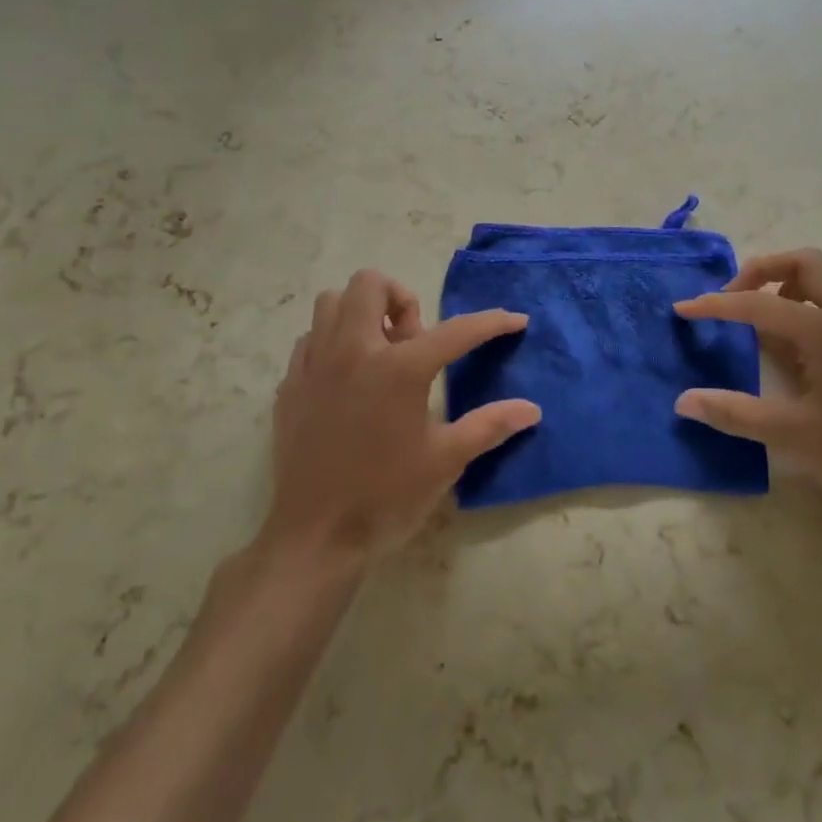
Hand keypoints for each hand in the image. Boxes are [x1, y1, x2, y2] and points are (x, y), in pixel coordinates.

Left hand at [263, 270, 539, 565]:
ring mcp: (315, 365)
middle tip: (412, 338)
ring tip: (378, 350)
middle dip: (399, 298)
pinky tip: (346, 377)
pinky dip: (332, 342)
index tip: (514, 320)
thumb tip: (531, 409)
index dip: (492, 323)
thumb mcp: (446, 461)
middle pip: (370, 284)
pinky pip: (309, 339)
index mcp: (399, 368)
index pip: (456, 331)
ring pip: (331, 303)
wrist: (315, 538)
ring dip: (360, 313)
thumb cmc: (386, 497)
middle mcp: (353, 351)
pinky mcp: (290, 385)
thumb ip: (489, 426)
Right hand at [674, 249, 821, 528]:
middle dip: (762, 272)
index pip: (761, 303)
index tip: (683, 310)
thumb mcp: (791, 436)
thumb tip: (682, 401)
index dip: (717, 305)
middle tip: (733, 301)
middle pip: (805, 263)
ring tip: (761, 318)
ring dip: (789, 284)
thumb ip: (733, 413)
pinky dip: (808, 303)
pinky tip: (793, 344)